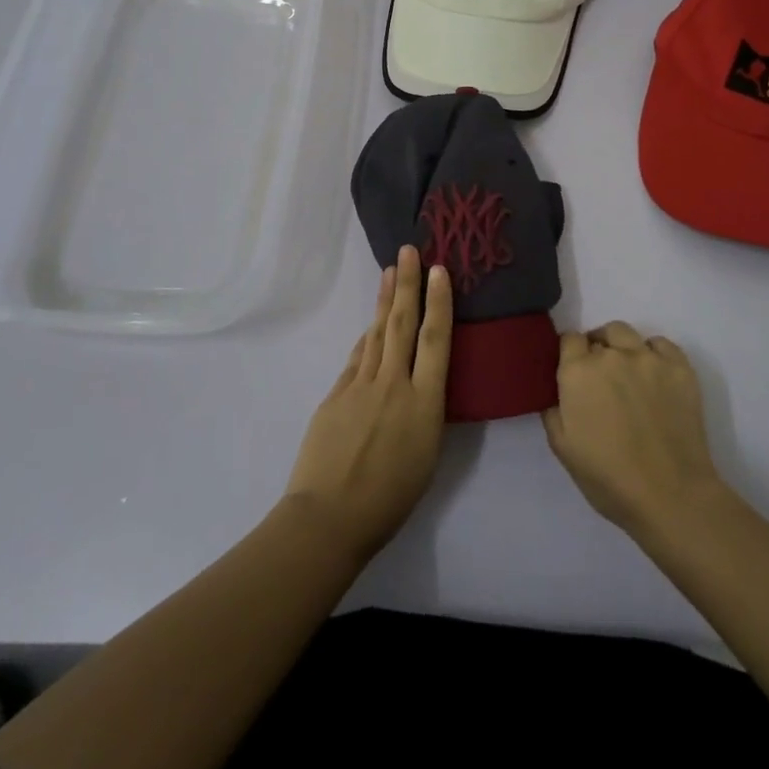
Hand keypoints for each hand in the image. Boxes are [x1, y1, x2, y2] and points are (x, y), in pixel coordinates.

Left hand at [282, 246, 451, 562]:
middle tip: (409, 250)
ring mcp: (360, 385)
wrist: (328, 517)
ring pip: (376, 333)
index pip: (435, 340)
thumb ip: (426, 412)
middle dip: (408, 284)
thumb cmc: (389, 499)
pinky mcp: (336, 394)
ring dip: (384, 301)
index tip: (439, 270)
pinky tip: (370, 326)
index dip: (439, 302)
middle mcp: (393, 384)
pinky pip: (357, 358)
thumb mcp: (427, 456)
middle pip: (402, 323)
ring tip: (390, 273)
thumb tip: (421, 384)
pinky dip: (366, 338)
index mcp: (424, 403)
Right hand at [542, 321, 728, 538]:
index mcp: (578, 372)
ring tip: (627, 372)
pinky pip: (661, 344)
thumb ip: (552, 411)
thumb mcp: (563, 449)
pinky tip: (654, 375)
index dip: (570, 354)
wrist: (670, 495)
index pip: (569, 339)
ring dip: (621, 346)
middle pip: (599, 335)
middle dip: (596, 350)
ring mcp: (648, 358)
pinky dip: (654, 353)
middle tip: (602, 379)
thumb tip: (557, 394)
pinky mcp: (679, 367)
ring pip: (627, 334)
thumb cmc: (609, 478)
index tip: (574, 373)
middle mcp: (611, 354)